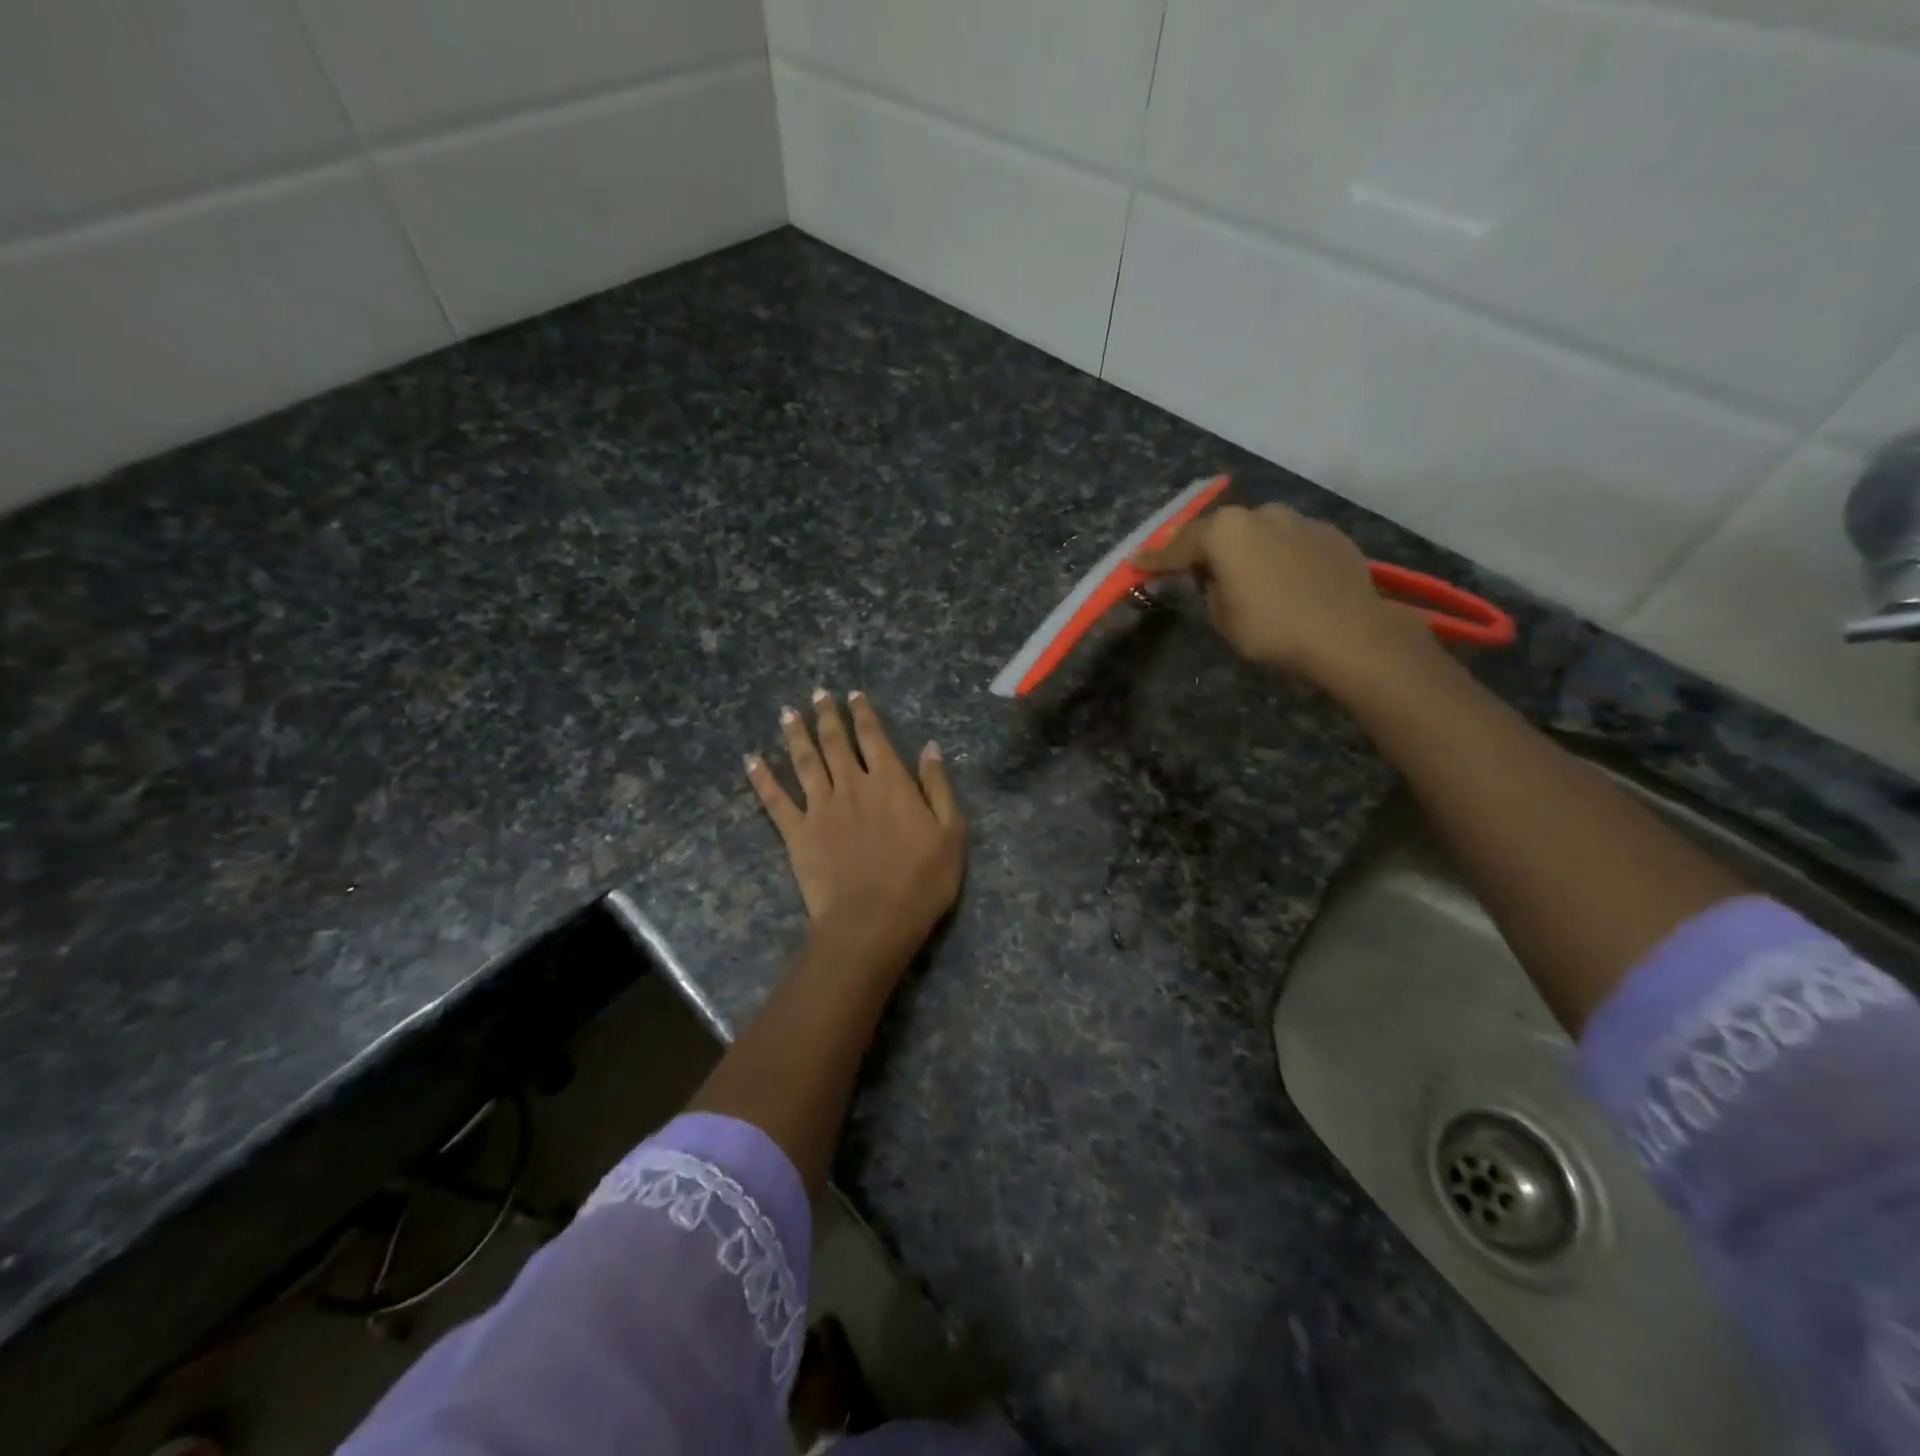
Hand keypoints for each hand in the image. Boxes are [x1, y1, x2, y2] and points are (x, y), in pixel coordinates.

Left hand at [745, 690, 965, 963]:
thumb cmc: (921, 880)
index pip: (874, 737)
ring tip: (787, 712)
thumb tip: (930, 747)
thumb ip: (938, 787)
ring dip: (795, 735)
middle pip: (835, 742)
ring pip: (804, 762)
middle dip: (827, 715)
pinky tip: (751, 760)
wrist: (873, 920)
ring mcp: (821, 808)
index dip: (863, 714)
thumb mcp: (951, 832)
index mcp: (890, 782)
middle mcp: (852, 785)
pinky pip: (775, 800)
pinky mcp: (797, 833)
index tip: (853, 695)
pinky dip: (762, 778)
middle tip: (817, 694)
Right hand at [1133, 502, 1437, 694]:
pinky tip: (1283, 580)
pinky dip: (1279, 556)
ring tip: (1244, 575)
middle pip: (1221, 530)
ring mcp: (1299, 520)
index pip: (1179, 546)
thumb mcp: (1222, 617)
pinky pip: (1290, 542)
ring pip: (1259, 532)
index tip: (1136, 563)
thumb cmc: (1272, 629)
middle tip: (1190, 569)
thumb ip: (1211, 588)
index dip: (1155, 559)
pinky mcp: (1330, 534)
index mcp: (1226, 531)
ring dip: (1246, 549)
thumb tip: (1218, 576)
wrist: (1349, 635)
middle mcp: (1261, 514)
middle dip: (1204, 549)